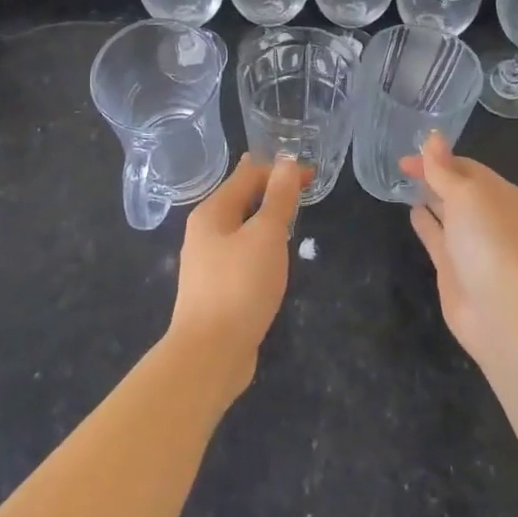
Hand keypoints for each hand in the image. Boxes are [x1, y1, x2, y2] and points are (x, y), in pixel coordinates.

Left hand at [171, 155, 303, 401]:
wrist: (209, 355)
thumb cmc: (240, 286)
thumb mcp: (266, 235)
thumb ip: (279, 197)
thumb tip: (287, 161)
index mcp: (212, 212)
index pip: (248, 174)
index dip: (280, 169)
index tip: (313, 174)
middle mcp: (205, 231)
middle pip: (242, 198)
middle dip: (272, 190)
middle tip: (305, 190)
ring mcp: (208, 262)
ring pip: (242, 227)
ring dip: (266, 218)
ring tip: (292, 216)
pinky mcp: (216, 289)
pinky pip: (242, 253)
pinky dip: (260, 244)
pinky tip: (275, 256)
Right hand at [400, 133, 517, 359]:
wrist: (499, 309)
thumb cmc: (489, 240)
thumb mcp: (466, 194)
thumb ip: (444, 168)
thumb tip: (432, 137)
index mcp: (507, 197)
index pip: (471, 169)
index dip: (440, 159)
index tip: (409, 155)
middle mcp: (494, 220)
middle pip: (461, 190)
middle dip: (436, 177)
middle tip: (402, 166)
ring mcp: (476, 246)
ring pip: (450, 214)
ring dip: (431, 198)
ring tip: (405, 184)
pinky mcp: (457, 269)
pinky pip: (440, 238)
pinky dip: (427, 223)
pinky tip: (411, 212)